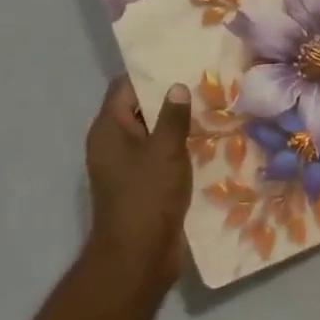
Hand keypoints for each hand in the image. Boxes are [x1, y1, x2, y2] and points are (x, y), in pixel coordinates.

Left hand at [84, 77, 192, 290]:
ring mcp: (125, 166)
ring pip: (151, 133)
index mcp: (109, 129)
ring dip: (175, 124)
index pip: (125, 87)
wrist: (138, 258)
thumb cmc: (147, 197)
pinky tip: (205, 141)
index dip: (150, 73)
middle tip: (203, 81)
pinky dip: (176, 148)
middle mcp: (112, 143)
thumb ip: (173, 115)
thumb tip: (177, 86)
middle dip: (168, 97)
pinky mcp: (140, 185)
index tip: (180, 61)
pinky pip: (158, 156)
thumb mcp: (165, 150)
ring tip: (210, 107)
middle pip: (139, 108)